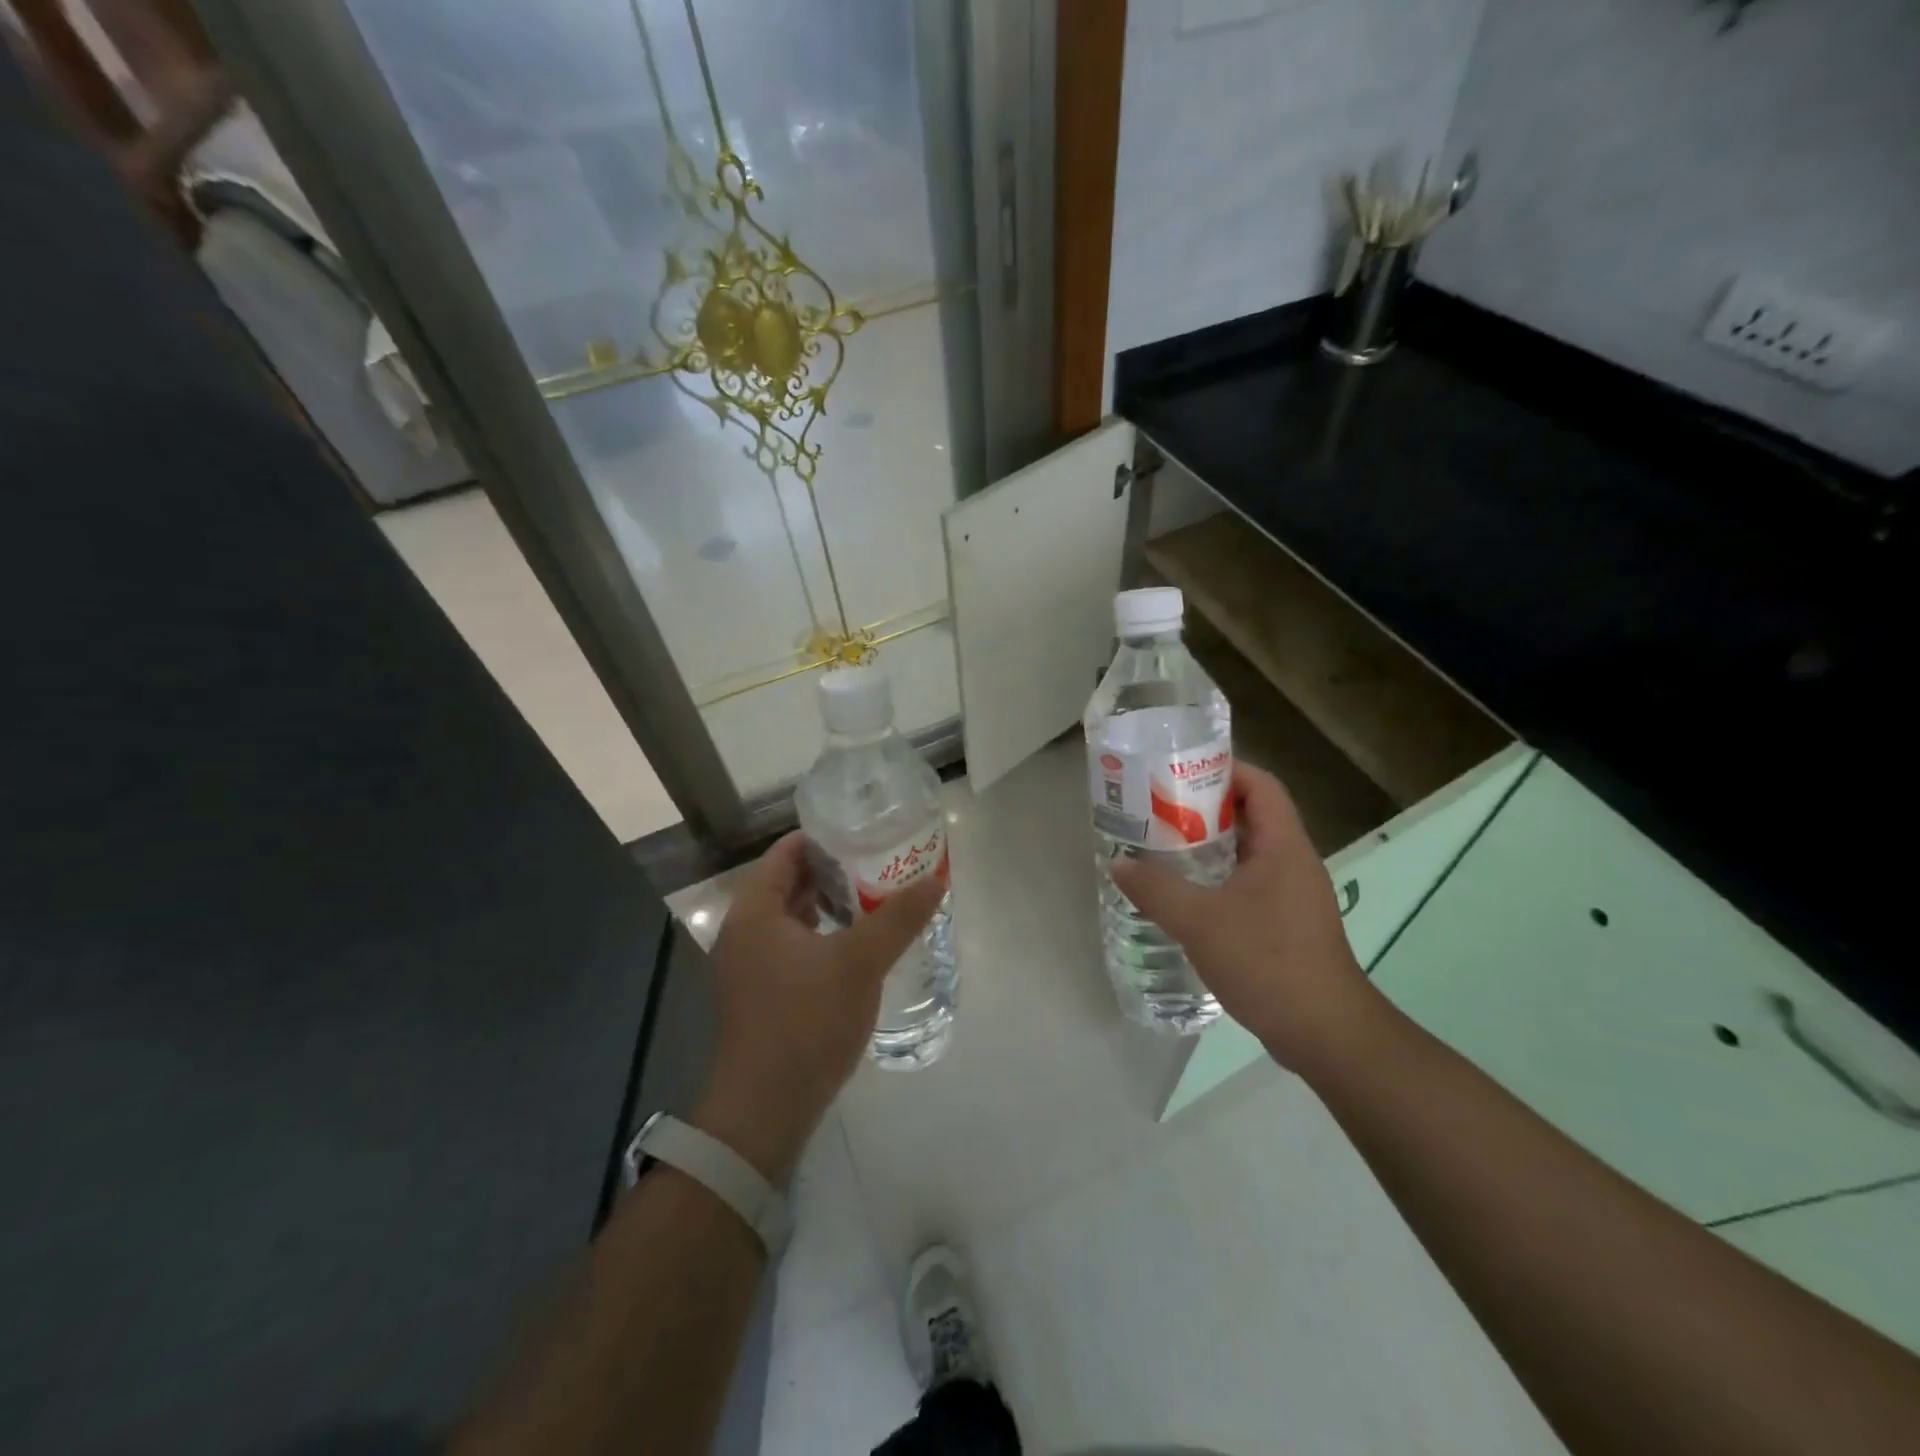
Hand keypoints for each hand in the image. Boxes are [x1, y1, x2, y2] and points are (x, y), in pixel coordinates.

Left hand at [692, 832, 944, 1183]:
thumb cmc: (805, 1022)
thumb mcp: (859, 963)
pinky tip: (860, 942)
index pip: (786, 852)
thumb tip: (935, 881)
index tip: (866, 830)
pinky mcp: (764, 993)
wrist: (765, 1110)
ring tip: (878, 895)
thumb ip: (898, 919)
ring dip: (832, 903)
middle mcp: (745, 931)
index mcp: (755, 911)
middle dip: (835, 869)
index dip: (825, 837)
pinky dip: (825, 934)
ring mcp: (751, 965)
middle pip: (790, 882)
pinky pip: (796, 945)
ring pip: (794, 916)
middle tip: (882, 859)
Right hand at [1109, 762, 1381, 1075]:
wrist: (1325, 1033)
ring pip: (1246, 852)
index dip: (1224, 769)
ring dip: (1207, 845)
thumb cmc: (1267, 962)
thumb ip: (1155, 889)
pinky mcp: (1285, 923)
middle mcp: (1292, 861)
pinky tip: (1183, 894)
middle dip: (1203, 807)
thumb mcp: (1200, 921)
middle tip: (1157, 808)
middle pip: (1250, 815)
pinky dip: (1216, 877)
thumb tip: (1117, 862)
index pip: (1260, 785)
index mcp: (1283, 846)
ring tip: (1161, 845)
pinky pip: (1247, 883)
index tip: (1178, 771)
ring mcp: (1291, 894)